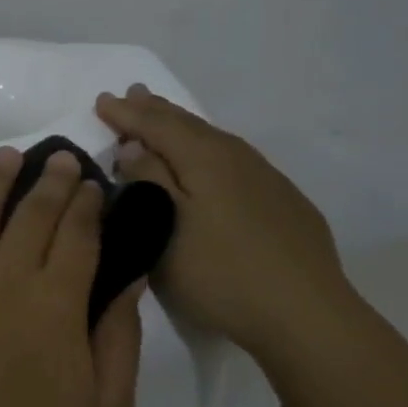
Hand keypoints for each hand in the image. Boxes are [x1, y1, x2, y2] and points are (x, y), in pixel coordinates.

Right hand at [95, 85, 357, 363]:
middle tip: (133, 94)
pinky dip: (209, 150)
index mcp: (205, 157)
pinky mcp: (283, 201)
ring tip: (165, 119)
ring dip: (183, 127)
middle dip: (155, 110)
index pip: (157, 124)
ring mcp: (266, 178)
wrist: (305, 313)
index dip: (127, 114)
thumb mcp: (167, 228)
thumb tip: (133, 146)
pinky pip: (234, 160)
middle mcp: (237, 156)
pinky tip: (210, 162)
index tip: (102, 101)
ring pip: (214, 140)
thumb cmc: (221, 272)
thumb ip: (148, 181)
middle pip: (188, 125)